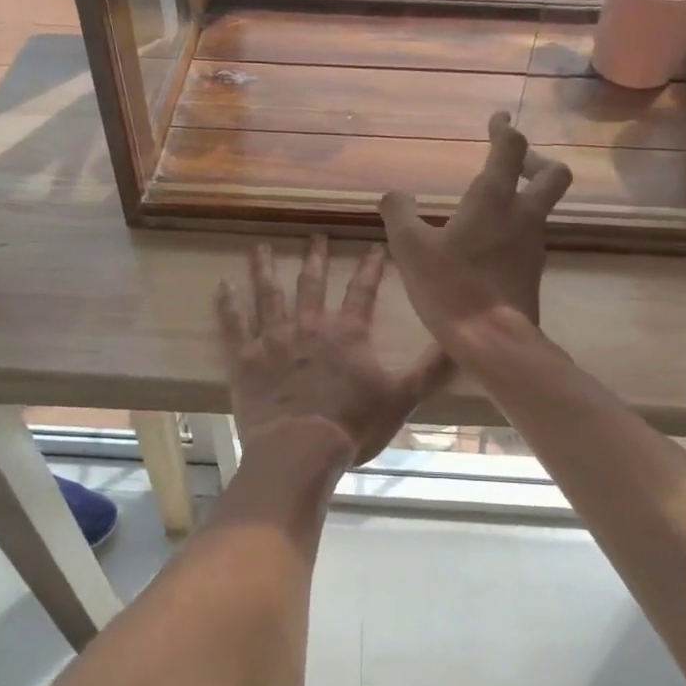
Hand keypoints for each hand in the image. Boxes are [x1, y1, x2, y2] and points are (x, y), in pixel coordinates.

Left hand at [217, 237, 451, 471]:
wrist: (299, 449)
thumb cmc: (352, 425)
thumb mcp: (401, 398)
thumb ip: (430, 370)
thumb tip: (463, 346)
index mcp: (347, 333)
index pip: (363, 291)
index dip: (370, 268)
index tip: (374, 246)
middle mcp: (310, 326)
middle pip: (312, 284)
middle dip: (315, 258)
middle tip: (314, 236)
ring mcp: (274, 339)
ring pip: (269, 294)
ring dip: (265, 269)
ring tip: (259, 246)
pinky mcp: (246, 358)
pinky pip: (234, 324)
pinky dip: (228, 303)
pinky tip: (222, 284)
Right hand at [379, 111, 571, 346]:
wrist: (493, 341)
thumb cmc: (451, 286)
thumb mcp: (410, 247)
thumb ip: (399, 213)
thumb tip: (393, 194)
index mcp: (494, 200)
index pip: (512, 149)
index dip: (505, 130)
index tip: (498, 119)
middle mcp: (523, 216)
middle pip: (553, 175)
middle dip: (536, 161)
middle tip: (512, 163)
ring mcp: (533, 245)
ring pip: (543, 207)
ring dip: (525, 196)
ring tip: (490, 205)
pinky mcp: (533, 271)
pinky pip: (530, 235)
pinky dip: (515, 227)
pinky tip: (488, 242)